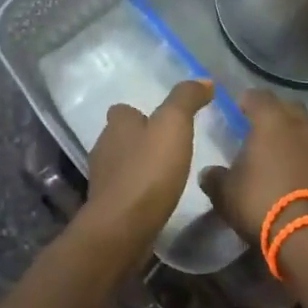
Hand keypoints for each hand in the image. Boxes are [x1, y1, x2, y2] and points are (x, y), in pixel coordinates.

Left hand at [79, 80, 213, 254]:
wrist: (123, 227)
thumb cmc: (149, 171)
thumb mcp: (174, 125)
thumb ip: (186, 99)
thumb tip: (203, 80)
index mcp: (117, 125)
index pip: (123, 111)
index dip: (141, 114)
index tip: (164, 122)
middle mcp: (104, 147)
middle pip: (122, 137)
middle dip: (141, 140)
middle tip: (170, 147)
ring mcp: (103, 179)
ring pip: (122, 164)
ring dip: (140, 166)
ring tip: (167, 173)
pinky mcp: (108, 207)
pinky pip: (125, 191)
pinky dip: (139, 190)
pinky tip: (157, 198)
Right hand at [197, 91, 307, 242]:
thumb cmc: (260, 201)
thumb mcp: (225, 192)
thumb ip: (214, 177)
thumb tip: (209, 173)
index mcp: (270, 119)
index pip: (256, 96)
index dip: (244, 102)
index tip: (234, 112)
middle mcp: (298, 123)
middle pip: (285, 106)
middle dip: (271, 113)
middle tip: (254, 128)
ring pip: (302, 126)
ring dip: (289, 132)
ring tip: (272, 149)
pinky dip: (300, 152)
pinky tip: (288, 167)